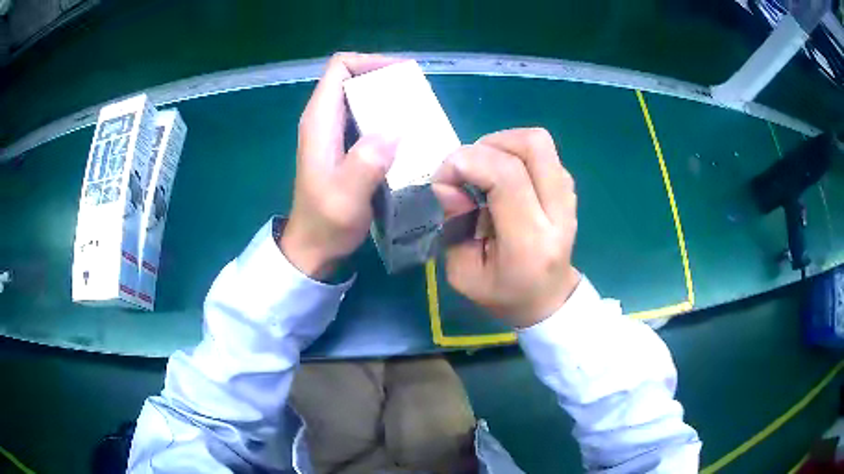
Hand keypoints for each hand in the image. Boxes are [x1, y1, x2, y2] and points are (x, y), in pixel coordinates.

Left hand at [281, 52, 400, 279]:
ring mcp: (332, 133)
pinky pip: (365, 119)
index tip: (401, 74)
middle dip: (385, 80)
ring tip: (417, 112)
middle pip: (353, 79)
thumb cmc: (326, 222)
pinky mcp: (342, 147)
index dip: (370, 61)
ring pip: (360, 98)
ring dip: (388, 99)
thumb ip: (366, 163)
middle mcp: (323, 120)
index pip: (340, 68)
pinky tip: (406, 135)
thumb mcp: (346, 197)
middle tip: (417, 96)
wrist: (313, 247)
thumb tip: (395, 130)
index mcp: (320, 121)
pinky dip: (386, 118)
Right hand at [433, 128, 580, 327]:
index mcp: (530, 242)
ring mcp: (568, 198)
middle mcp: (557, 213)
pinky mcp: (568, 189)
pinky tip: (503, 177)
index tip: (443, 179)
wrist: (548, 299)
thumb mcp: (464, 273)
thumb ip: (454, 225)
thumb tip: (448, 184)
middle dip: (488, 145)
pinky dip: (515, 153)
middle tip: (466, 169)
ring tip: (483, 170)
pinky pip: (542, 153)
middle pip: (532, 145)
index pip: (506, 177)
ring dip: (502, 145)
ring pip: (539, 142)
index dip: (466, 163)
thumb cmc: (504, 294)